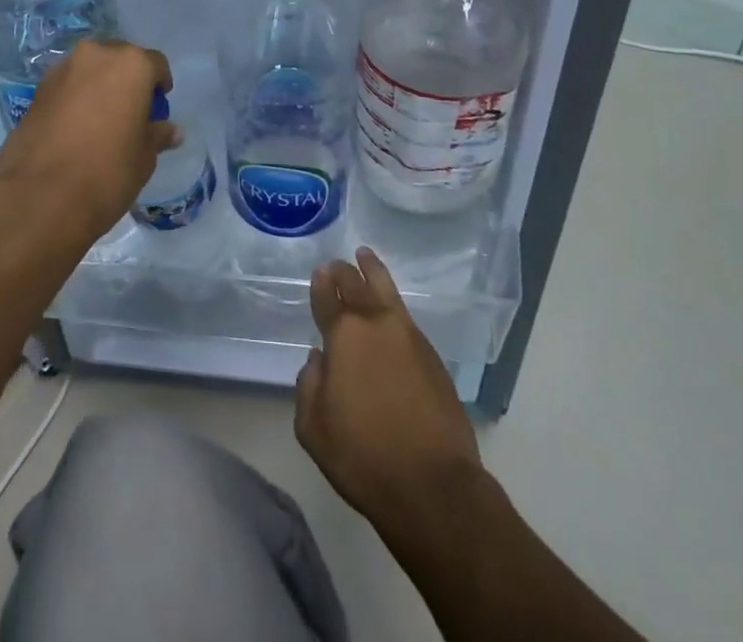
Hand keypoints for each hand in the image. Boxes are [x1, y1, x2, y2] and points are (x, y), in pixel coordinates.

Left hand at [0, 41, 179, 241]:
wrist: (40, 196)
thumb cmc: (108, 171)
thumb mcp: (144, 157)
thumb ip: (157, 135)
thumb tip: (172, 131)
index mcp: (131, 65)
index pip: (155, 63)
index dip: (159, 84)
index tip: (158, 105)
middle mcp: (96, 56)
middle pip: (119, 59)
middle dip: (127, 79)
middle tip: (130, 111)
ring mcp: (62, 70)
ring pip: (89, 70)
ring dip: (98, 86)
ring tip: (100, 120)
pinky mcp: (37, 90)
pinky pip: (66, 86)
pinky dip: (74, 98)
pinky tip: (74, 129)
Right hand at [295, 247, 481, 528]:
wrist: (433, 486)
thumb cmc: (363, 457)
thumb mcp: (313, 428)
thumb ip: (308, 386)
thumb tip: (319, 360)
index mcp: (344, 335)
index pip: (328, 297)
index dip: (321, 284)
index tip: (319, 272)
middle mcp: (376, 324)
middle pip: (357, 285)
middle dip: (344, 272)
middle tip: (337, 265)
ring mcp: (409, 337)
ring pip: (387, 290)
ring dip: (373, 272)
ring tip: (366, 257)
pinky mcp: (433, 357)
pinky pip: (405, 316)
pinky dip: (392, 303)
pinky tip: (389, 308)